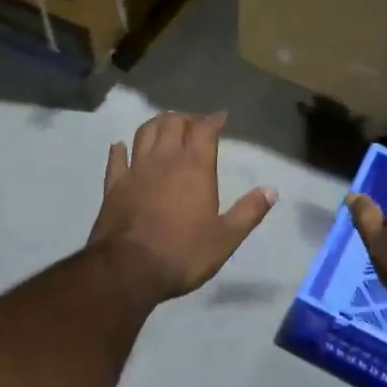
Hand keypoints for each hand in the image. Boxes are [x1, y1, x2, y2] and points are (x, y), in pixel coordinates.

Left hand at [90, 111, 277, 300]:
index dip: (214, 120)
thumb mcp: (225, 238)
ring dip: (156, 124)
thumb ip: (248, 212)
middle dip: (185, 118)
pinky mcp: (114, 184)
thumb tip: (271, 190)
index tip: (221, 117)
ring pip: (145, 132)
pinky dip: (120, 149)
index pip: (205, 130)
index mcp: (195, 167)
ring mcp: (136, 169)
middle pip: (173, 123)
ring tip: (164, 126)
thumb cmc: (183, 253)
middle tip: (193, 124)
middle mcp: (165, 159)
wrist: (129, 269)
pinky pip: (116, 159)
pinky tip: (121, 146)